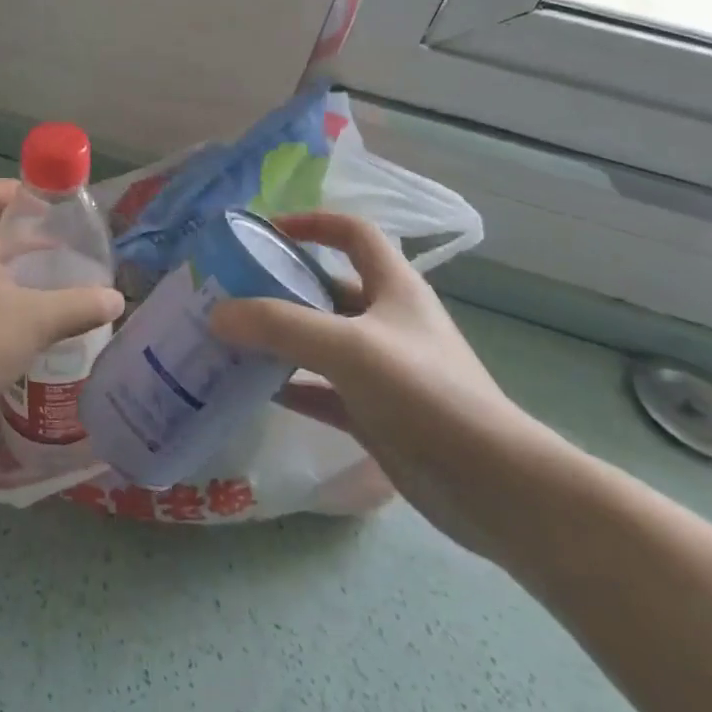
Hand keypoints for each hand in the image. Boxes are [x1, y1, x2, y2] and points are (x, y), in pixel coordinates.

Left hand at [0, 179, 124, 423]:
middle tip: (60, 250)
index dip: (16, 189)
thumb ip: (79, 307)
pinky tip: (23, 327)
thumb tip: (116, 299)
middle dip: (24, 235)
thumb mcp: (36, 321)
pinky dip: (2, 299)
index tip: (46, 207)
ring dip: (14, 269)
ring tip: (47, 288)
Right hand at [211, 211, 556, 557]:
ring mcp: (382, 369)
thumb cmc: (426, 394)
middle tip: (230, 293)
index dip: (312, 223)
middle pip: (327, 288)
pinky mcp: (375, 413)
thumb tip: (216, 313)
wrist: (494, 488)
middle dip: (281, 286)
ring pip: (320, 341)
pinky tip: (255, 390)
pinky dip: (291, 386)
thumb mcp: (348, 347)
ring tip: (231, 339)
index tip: (267, 231)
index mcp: (394, 287)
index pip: (353, 233)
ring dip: (280, 338)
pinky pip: (321, 389)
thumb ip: (279, 325)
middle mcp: (387, 321)